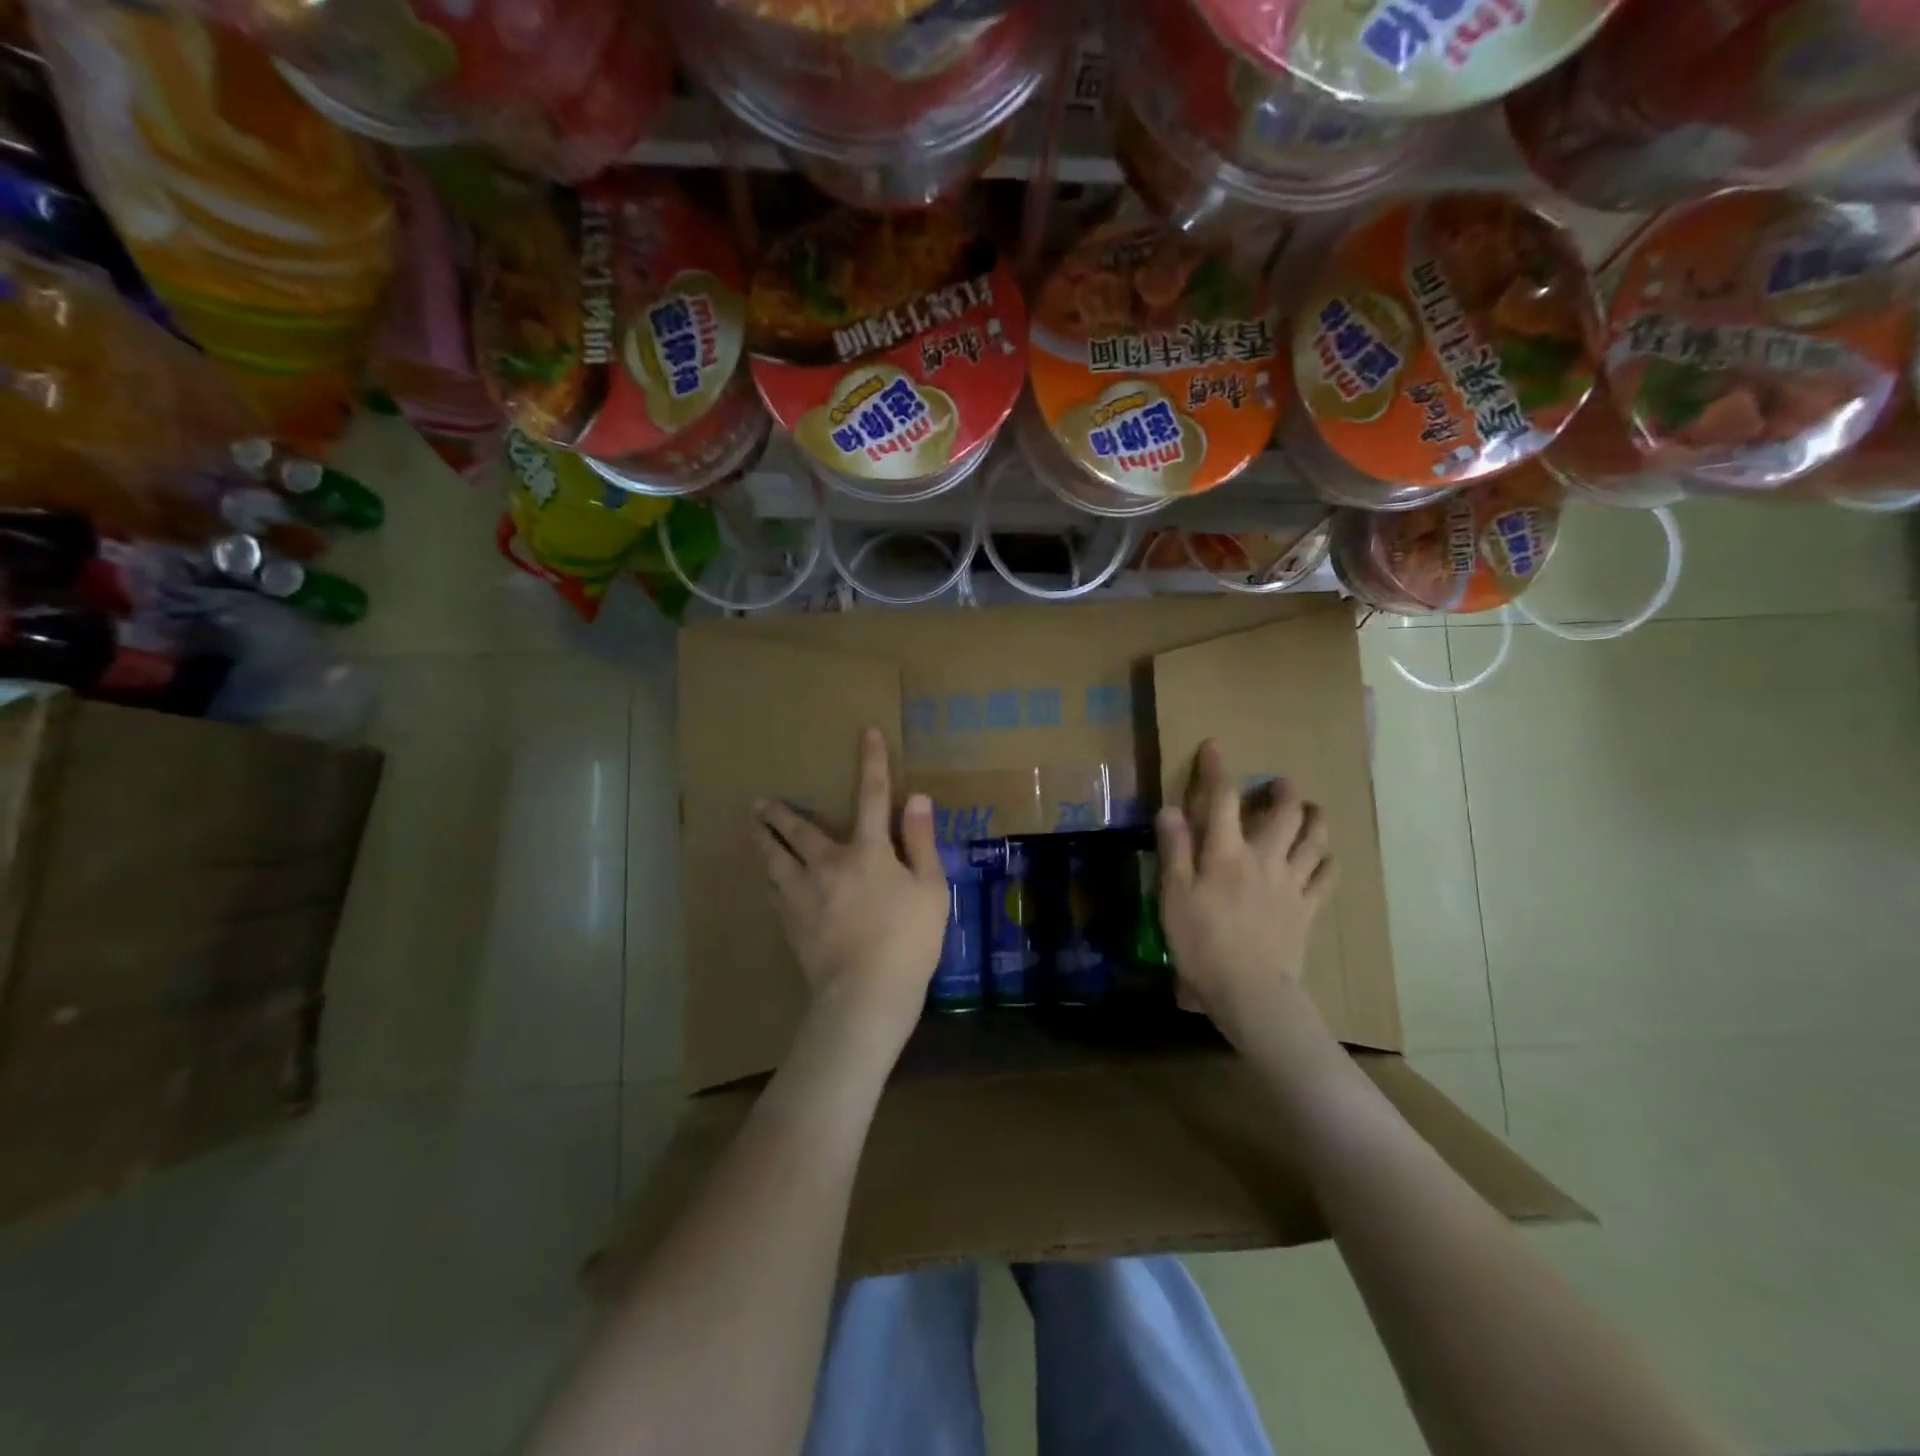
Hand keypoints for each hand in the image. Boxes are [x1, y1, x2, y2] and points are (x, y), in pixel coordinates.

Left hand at [751, 728, 947, 1048]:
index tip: (866, 732)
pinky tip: (765, 879)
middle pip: (798, 830)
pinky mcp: (791, 923)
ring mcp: (803, 895)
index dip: (872, 762)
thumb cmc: (908, 940)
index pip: (873, 796)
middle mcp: (828, 864)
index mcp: (868, 852)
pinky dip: (769, 879)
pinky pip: (773, 892)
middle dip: (780, 812)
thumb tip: (916, 797)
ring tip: (751, 829)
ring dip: (762, 841)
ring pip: (774, 860)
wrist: (865, 993)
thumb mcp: (930, 888)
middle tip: (759, 801)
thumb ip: (922, 841)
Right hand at [1155, 739, 1336, 1040]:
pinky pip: (1327, 876)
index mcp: (1227, 853)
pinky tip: (1325, 856)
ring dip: (1314, 818)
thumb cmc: (1201, 942)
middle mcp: (1264, 858)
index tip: (1215, 746)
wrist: (1249, 990)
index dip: (1217, 769)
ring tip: (1310, 810)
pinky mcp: (1308, 908)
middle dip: (1282, 790)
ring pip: (1315, 839)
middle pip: (1285, 813)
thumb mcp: (1173, 895)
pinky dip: (1328, 860)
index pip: (1223, 799)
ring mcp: (1292, 883)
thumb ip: (1174, 850)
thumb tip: (1171, 809)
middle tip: (1277, 784)